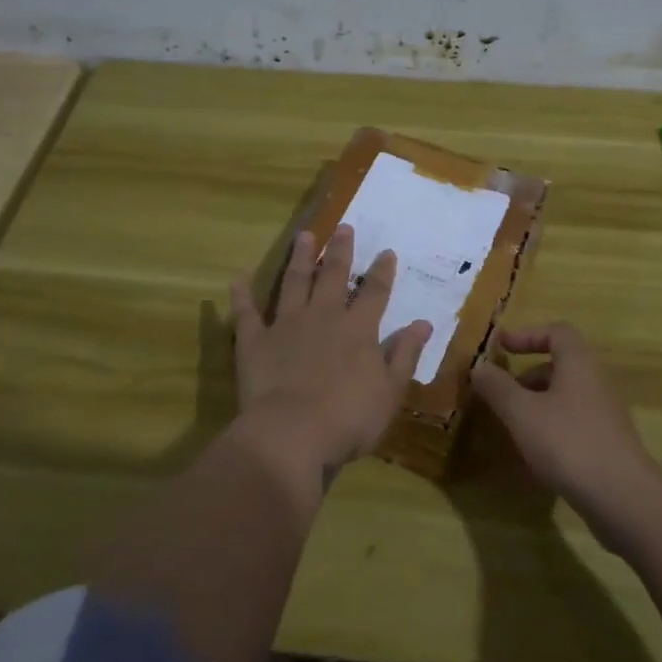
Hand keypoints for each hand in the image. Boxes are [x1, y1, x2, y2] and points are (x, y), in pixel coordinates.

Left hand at [230, 224, 432, 476]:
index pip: (375, 293)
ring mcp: (286, 325)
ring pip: (294, 282)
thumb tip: (423, 323)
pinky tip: (238, 277)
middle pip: (334, 276)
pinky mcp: (254, 341)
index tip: (387, 251)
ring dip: (300, 258)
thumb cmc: (348, 419)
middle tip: (343, 227)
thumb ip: (405, 354)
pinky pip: (246, 312)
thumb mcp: (390, 392)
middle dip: (340, 251)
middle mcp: (323, 317)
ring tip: (304, 235)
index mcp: (358, 330)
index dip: (382, 272)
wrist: (291, 434)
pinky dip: (242, 294)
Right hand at [470, 323, 659, 512]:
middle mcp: (596, 381)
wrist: (623, 497)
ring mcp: (605, 413)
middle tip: (501, 393)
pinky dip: (551, 426)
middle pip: (560, 364)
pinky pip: (574, 421)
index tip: (501, 348)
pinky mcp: (607, 442)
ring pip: (566, 395)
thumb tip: (478, 365)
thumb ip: (497, 387)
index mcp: (578, 363)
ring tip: (513, 425)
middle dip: (527, 375)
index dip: (527, 334)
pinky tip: (536, 452)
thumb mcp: (522, 413)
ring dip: (537, 402)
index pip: (556, 331)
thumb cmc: (568, 443)